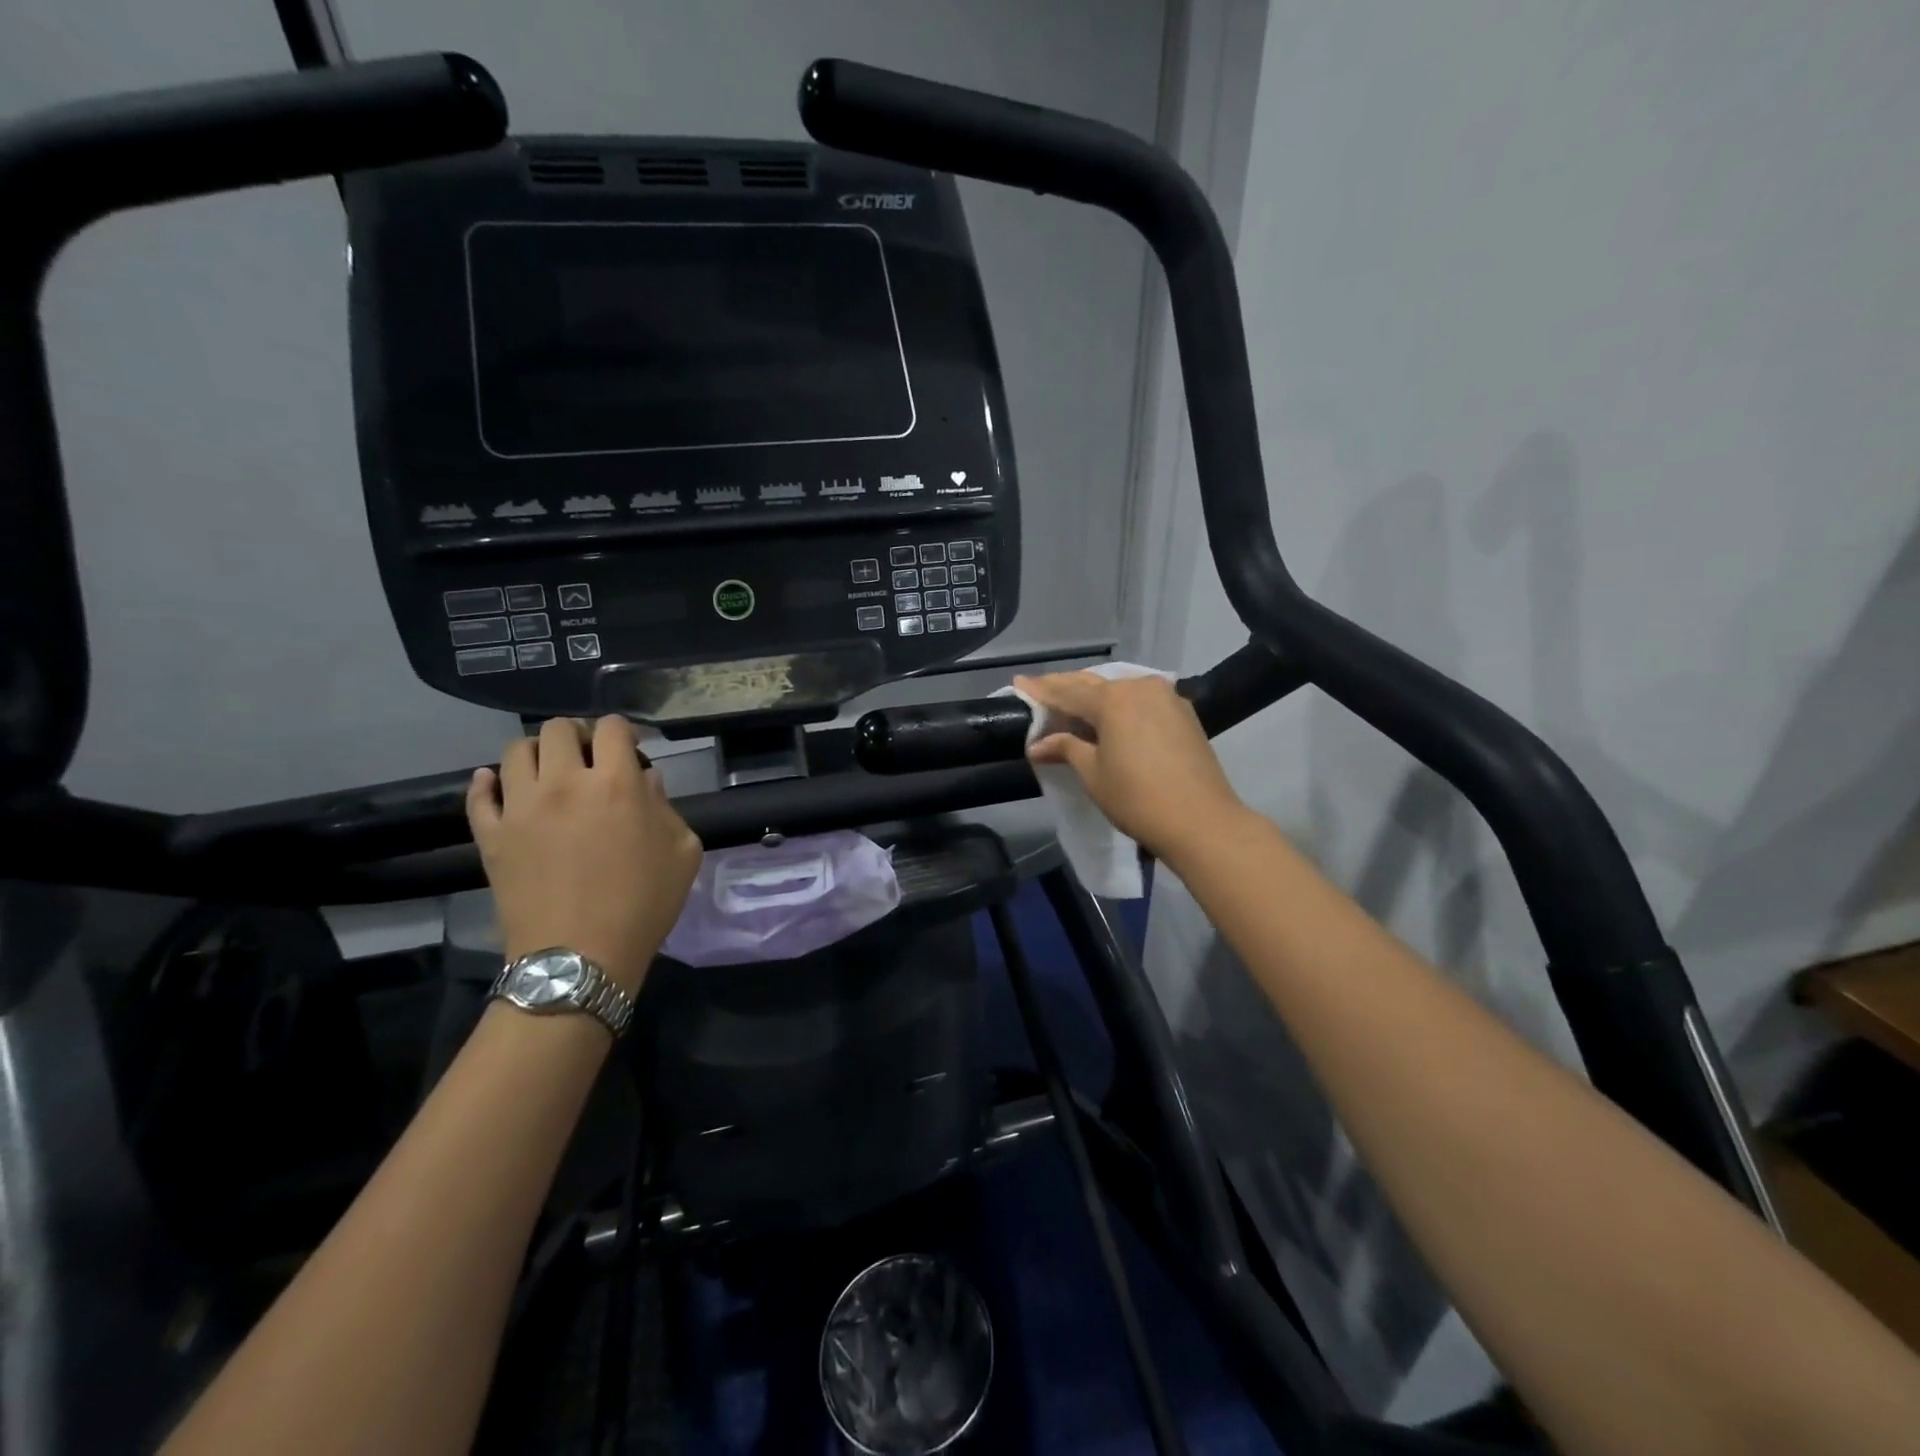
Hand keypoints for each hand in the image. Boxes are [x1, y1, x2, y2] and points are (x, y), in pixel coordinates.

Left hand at [467, 716, 701, 994]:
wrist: (580, 957)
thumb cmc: (643, 905)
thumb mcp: (682, 853)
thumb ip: (667, 808)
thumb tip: (646, 781)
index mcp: (617, 784)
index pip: (612, 727)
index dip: (622, 732)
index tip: (628, 750)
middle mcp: (565, 783)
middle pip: (558, 729)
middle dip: (577, 735)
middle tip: (588, 759)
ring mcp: (520, 807)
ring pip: (516, 751)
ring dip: (537, 753)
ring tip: (549, 775)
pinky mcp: (490, 835)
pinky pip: (478, 794)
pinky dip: (488, 783)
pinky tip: (500, 786)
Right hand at [1016, 672, 1249, 868]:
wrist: (1201, 821)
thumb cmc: (1137, 798)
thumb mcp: (1093, 773)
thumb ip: (1065, 748)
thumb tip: (1038, 744)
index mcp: (1114, 699)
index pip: (1067, 691)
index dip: (1041, 689)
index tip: (1019, 683)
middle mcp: (1140, 687)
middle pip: (1094, 684)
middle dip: (1066, 688)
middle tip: (1040, 692)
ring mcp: (1167, 697)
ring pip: (1120, 689)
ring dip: (1094, 696)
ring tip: (1072, 705)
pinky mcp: (1183, 713)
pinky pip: (1141, 700)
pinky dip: (1120, 705)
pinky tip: (1109, 716)